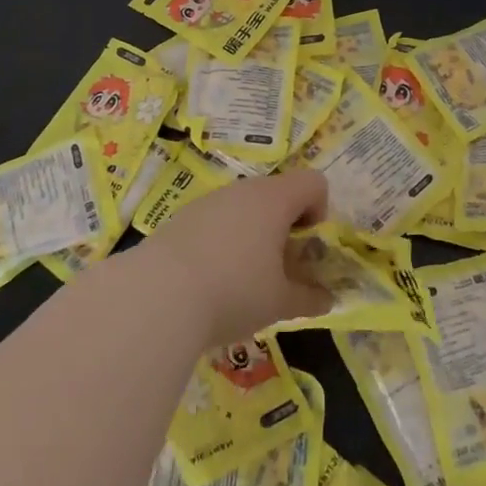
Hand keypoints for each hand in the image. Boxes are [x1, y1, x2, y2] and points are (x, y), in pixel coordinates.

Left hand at [141, 169, 332, 345]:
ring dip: (255, 234)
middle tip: (280, 269)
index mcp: (275, 200)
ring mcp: (210, 200)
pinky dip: (225, 240)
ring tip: (244, 279)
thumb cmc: (234, 291)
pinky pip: (218, 220)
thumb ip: (310, 298)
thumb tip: (328, 299)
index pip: (314, 183)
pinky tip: (211, 279)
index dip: (320, 211)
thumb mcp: (280, 303)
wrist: (157, 295)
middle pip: (278, 194)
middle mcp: (244, 190)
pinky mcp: (183, 216)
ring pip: (245, 207)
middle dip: (286, 227)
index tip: (306, 246)